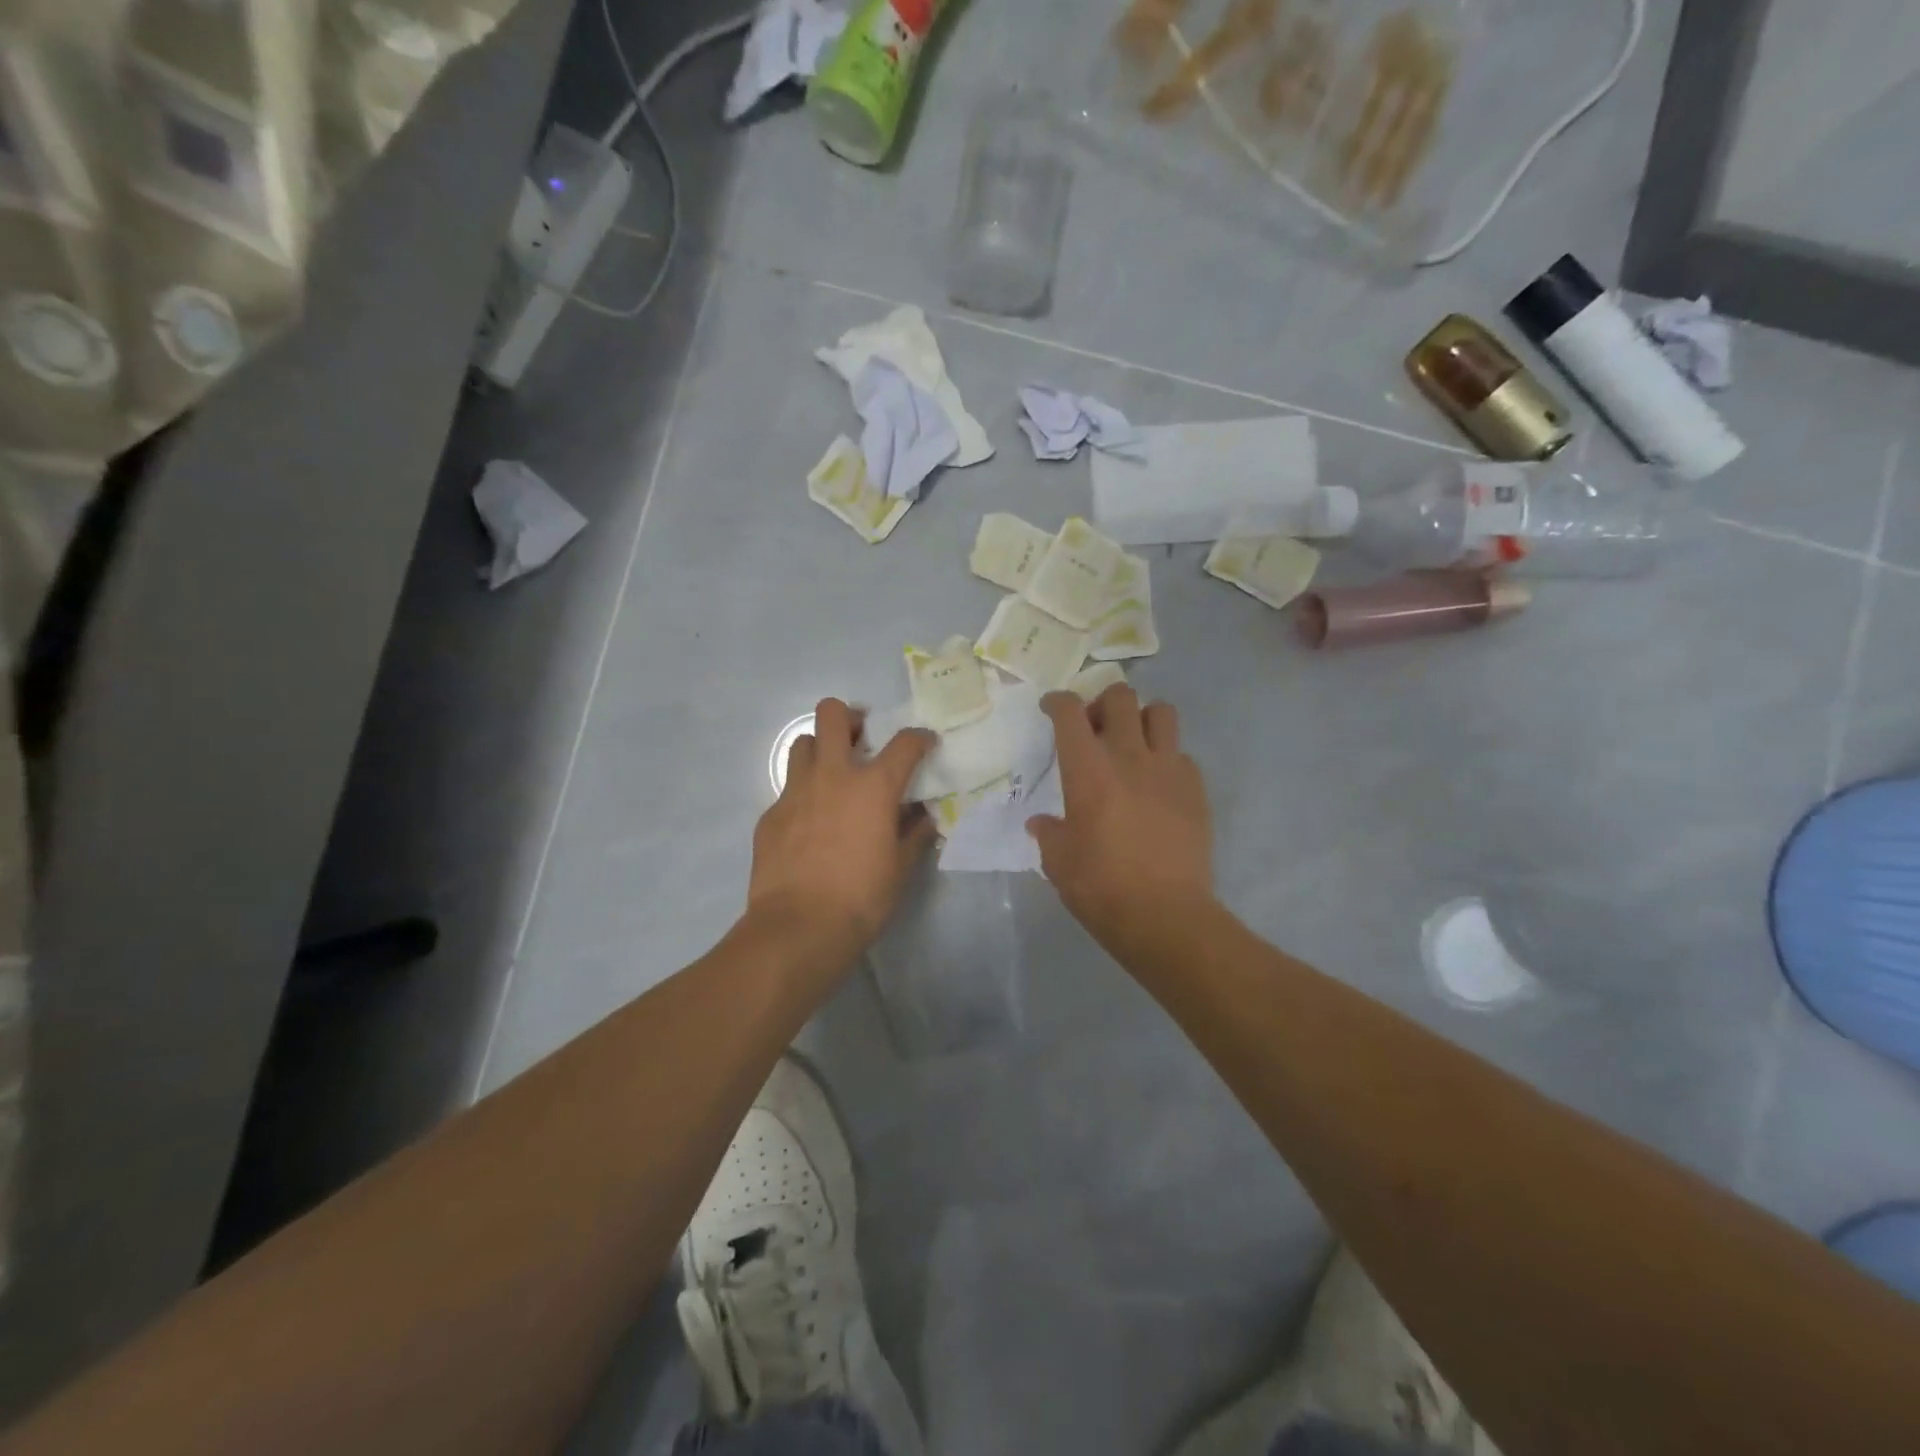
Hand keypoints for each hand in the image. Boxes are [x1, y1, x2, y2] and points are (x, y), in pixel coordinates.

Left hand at [749, 698, 936, 954]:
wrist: (799, 927)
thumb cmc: (861, 898)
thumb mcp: (901, 868)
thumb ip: (914, 834)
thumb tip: (922, 816)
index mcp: (873, 786)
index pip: (904, 743)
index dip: (919, 738)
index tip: (924, 744)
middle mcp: (833, 776)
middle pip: (832, 715)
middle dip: (849, 716)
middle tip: (860, 738)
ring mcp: (795, 792)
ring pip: (802, 745)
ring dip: (820, 750)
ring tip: (832, 776)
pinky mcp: (770, 815)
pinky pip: (788, 789)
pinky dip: (804, 795)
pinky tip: (810, 824)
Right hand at [1027, 686, 1214, 944]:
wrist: (1165, 916)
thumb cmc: (1101, 888)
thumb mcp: (1058, 862)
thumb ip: (1049, 833)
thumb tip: (1042, 823)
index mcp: (1088, 771)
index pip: (1070, 714)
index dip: (1058, 702)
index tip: (1052, 708)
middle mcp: (1130, 757)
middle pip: (1120, 698)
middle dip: (1102, 702)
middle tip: (1095, 727)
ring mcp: (1169, 770)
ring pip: (1161, 712)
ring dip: (1142, 718)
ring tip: (1132, 744)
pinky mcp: (1196, 789)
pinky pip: (1182, 754)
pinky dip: (1167, 758)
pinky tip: (1157, 785)